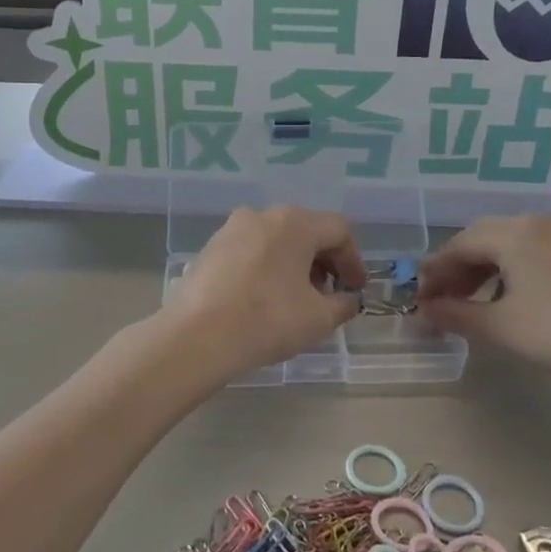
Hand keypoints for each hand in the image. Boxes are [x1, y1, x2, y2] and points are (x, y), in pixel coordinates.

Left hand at [157, 206, 365, 385]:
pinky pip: (251, 251)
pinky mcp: (210, 248)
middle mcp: (263, 215)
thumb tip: (346, 299)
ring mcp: (231, 229)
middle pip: (306, 231)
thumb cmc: (267, 320)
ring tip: (297, 300)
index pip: (338, 230)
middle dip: (324, 262)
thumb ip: (342, 304)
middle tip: (329, 295)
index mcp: (294, 222)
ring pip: (277, 240)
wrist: (196, 336)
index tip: (355, 290)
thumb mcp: (319, 318)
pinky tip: (264, 299)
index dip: (353, 260)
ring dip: (295, 265)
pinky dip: (267, 268)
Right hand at [418, 214, 550, 404]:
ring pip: (509, 242)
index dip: (436, 271)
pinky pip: (533, 248)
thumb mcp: (499, 327)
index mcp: (513, 232)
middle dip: (457, 268)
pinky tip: (507, 295)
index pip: (459, 244)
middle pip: (483, 237)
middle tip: (442, 300)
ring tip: (471, 300)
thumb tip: (424, 310)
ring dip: (483, 268)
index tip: (421, 298)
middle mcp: (536, 220)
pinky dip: (511, 267)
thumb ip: (454, 314)